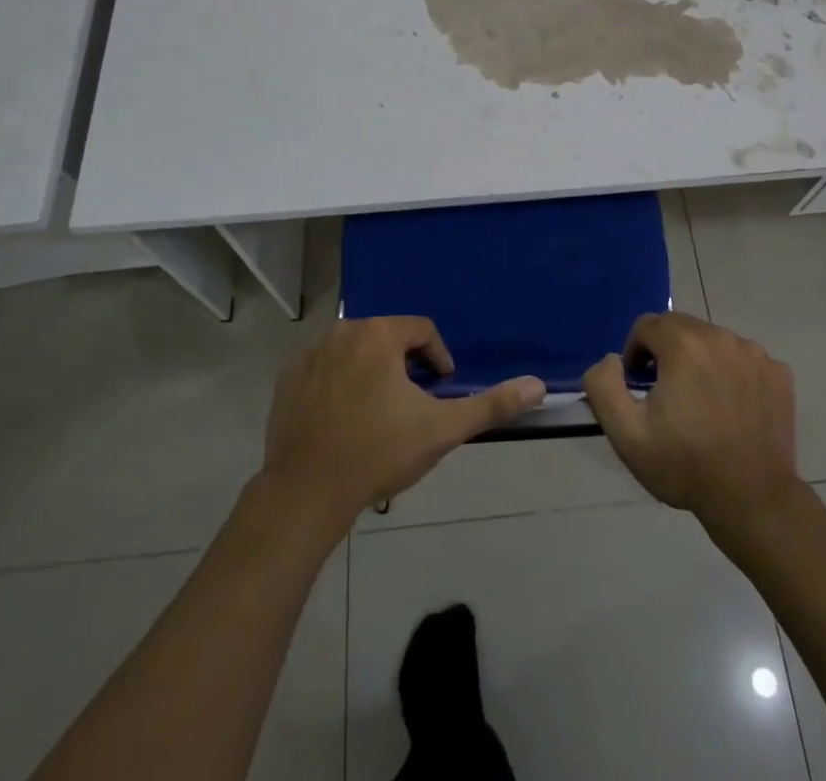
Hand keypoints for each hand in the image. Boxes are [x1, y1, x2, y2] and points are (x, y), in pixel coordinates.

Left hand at [261, 317, 544, 525]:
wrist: (305, 494)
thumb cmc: (378, 453)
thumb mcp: (442, 429)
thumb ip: (491, 404)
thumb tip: (538, 384)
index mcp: (379, 334)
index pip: (422, 331)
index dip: (438, 360)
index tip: (441, 391)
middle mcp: (343, 331)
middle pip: (387, 340)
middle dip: (405, 367)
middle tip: (411, 408)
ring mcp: (310, 354)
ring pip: (355, 354)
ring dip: (372, 374)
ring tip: (379, 417)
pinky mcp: (288, 379)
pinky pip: (323, 371)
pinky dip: (338, 386)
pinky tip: (343, 422)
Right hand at [583, 311, 801, 528]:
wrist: (752, 501)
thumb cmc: (685, 466)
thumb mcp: (626, 434)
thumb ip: (604, 385)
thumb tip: (612, 359)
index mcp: (683, 345)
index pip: (647, 325)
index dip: (636, 352)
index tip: (639, 385)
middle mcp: (720, 337)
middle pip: (681, 327)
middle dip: (666, 351)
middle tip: (666, 393)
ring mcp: (754, 354)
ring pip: (713, 340)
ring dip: (699, 359)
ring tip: (700, 401)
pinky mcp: (778, 373)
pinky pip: (743, 358)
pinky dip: (732, 372)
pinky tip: (731, 407)